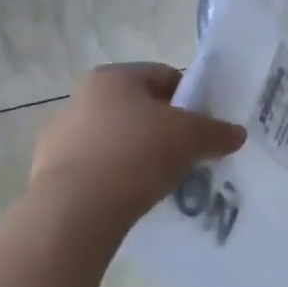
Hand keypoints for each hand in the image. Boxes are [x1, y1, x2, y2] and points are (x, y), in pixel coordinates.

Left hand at [29, 63, 246, 229]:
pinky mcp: (51, 172)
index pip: (164, 76)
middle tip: (187, 155)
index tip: (204, 127)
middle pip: (139, 109)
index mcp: (113, 77)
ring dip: (139, 155)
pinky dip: (116, 179)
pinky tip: (132, 198)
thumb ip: (217, 131)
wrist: (76, 210)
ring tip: (161, 182)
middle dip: (165, 130)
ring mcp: (61, 136)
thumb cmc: (136, 155)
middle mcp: (82, 97)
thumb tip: (237, 134)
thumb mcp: (191, 138)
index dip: (191, 99)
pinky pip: (98, 169)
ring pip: (117, 140)